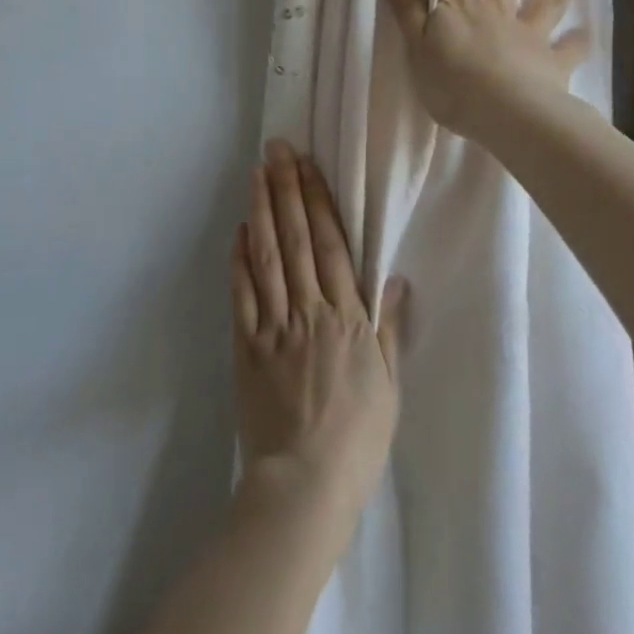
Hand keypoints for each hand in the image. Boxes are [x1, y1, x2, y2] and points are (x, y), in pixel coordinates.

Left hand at [231, 139, 406, 525]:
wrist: (306, 485)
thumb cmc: (357, 437)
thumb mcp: (388, 383)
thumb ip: (388, 326)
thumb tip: (394, 277)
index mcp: (346, 317)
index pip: (331, 245)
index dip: (318, 200)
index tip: (308, 165)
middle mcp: (309, 311)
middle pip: (297, 239)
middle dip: (286, 189)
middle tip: (276, 149)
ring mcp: (274, 326)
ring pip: (268, 257)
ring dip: (262, 210)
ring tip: (256, 173)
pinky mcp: (246, 346)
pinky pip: (242, 296)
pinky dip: (239, 260)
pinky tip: (239, 230)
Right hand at [378, 0, 591, 138]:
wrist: (506, 115)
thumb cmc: (452, 82)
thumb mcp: (415, 45)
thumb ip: (407, 7)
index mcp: (461, 3)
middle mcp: (497, 10)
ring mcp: (528, 35)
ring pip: (545, 0)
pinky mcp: (551, 65)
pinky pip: (568, 50)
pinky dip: (578, 41)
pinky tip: (587, 33)